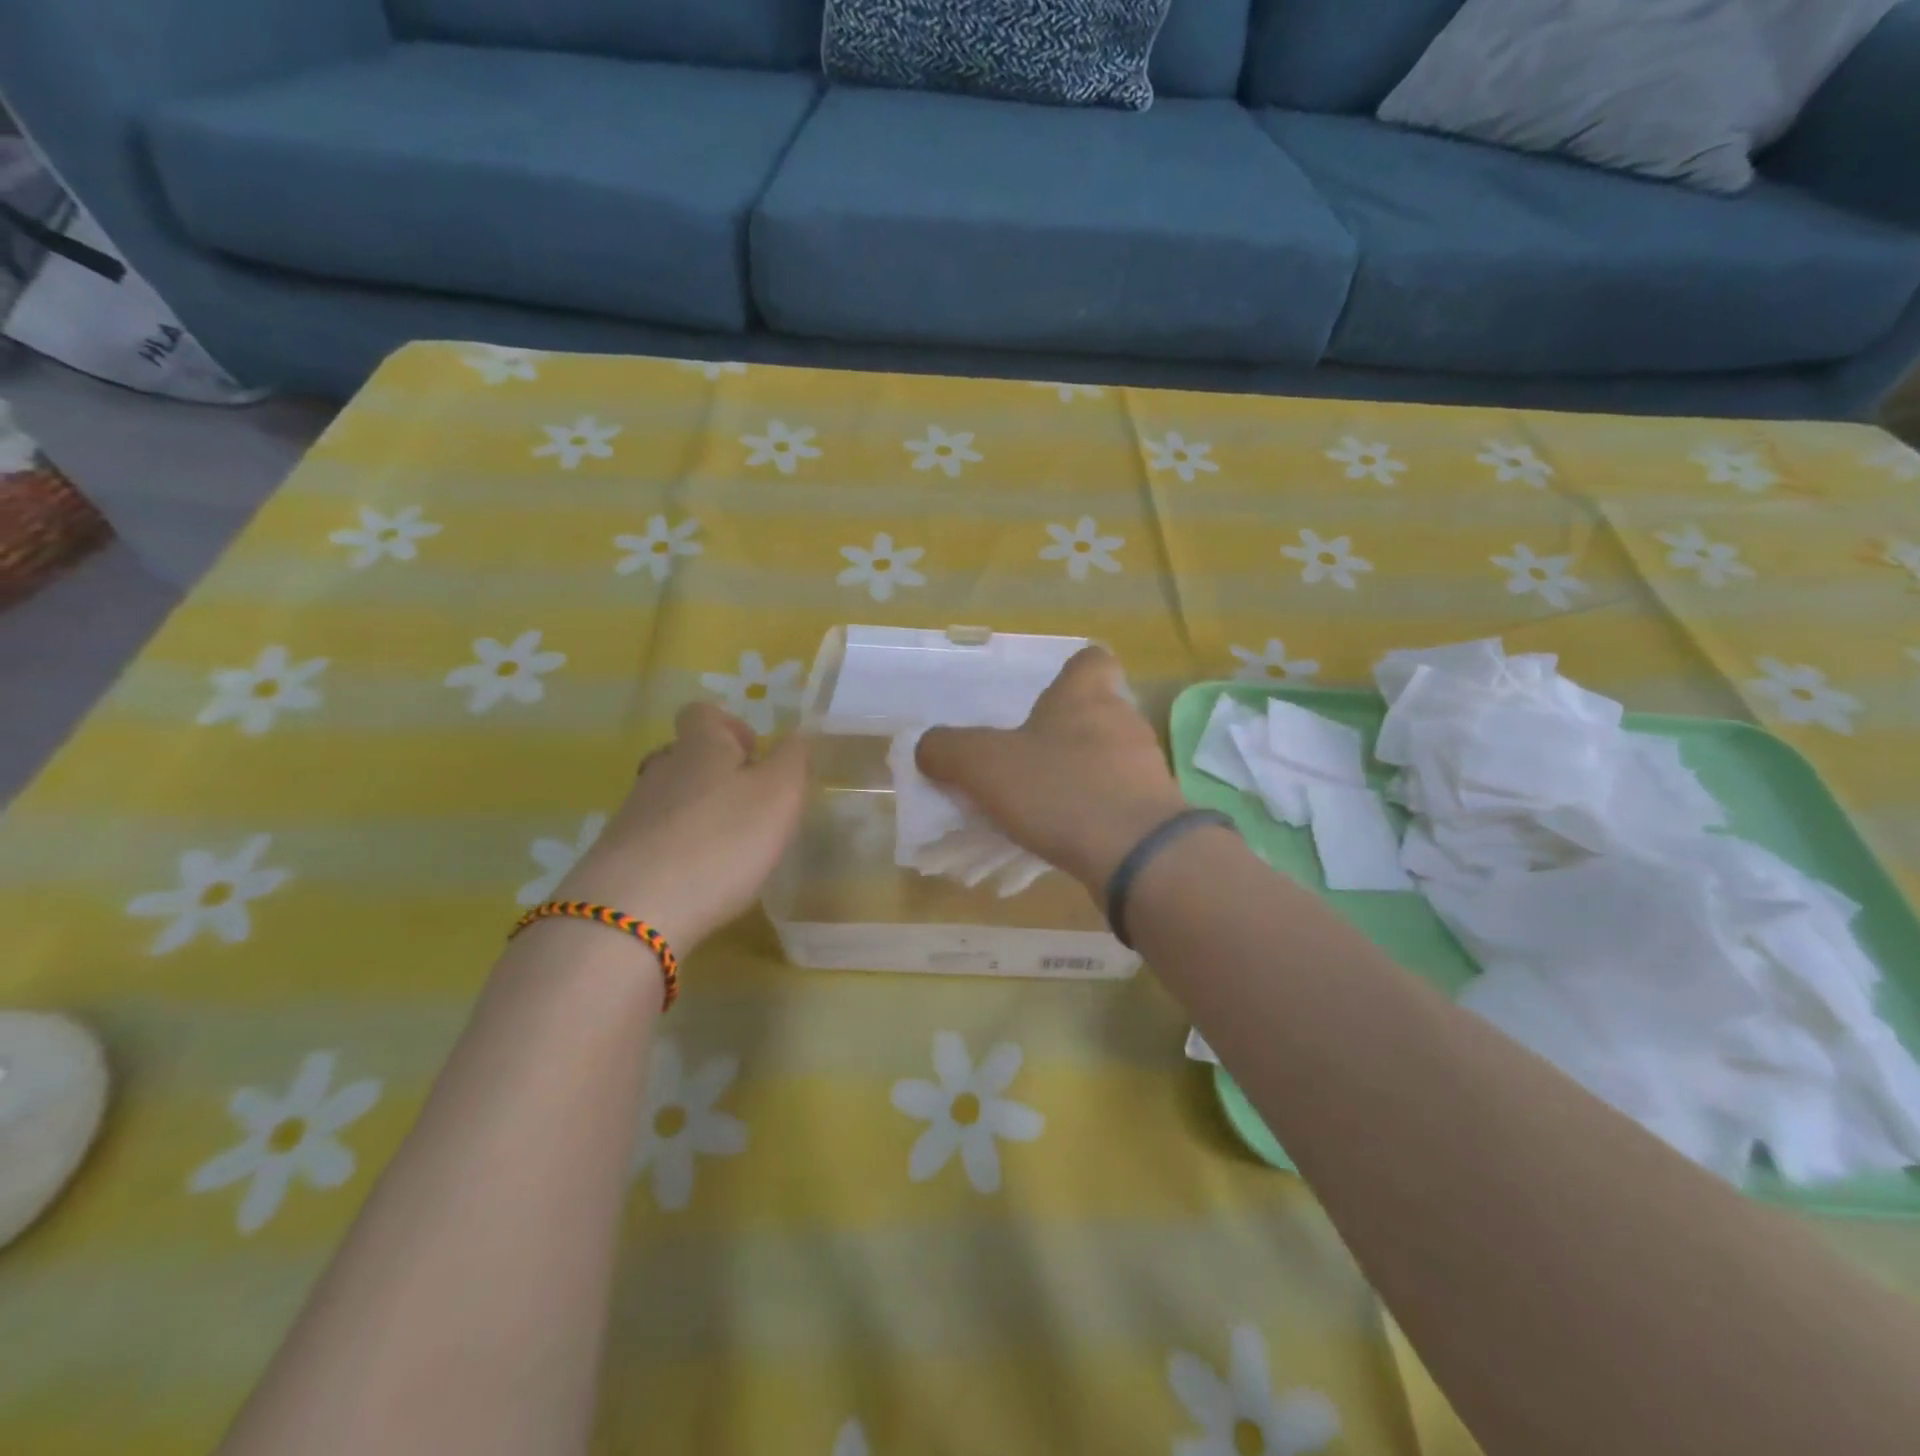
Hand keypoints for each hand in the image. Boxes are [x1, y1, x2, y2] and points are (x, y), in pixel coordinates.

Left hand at [554, 704, 809, 952]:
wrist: (633, 914)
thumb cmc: (722, 841)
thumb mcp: (779, 795)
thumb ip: (793, 759)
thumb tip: (796, 735)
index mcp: (700, 747)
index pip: (703, 713)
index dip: (730, 726)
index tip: (754, 756)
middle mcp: (661, 771)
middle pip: (686, 757)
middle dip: (719, 775)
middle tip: (752, 807)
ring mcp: (632, 815)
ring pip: (671, 800)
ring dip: (701, 815)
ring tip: (731, 850)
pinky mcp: (618, 858)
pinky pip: (656, 839)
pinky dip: (680, 851)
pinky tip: (700, 881)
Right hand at [916, 647, 1187, 889]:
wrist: (1136, 854)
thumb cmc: (1058, 790)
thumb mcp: (983, 766)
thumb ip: (948, 750)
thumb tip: (929, 747)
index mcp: (1085, 695)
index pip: (1092, 659)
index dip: (1071, 672)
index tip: (1045, 698)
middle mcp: (1122, 721)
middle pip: (1097, 712)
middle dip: (1065, 732)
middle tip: (1028, 760)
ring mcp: (1147, 766)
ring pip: (1109, 758)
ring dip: (1080, 774)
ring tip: (1043, 805)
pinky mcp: (1157, 809)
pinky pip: (1120, 799)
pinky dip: (1096, 811)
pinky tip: (1068, 835)